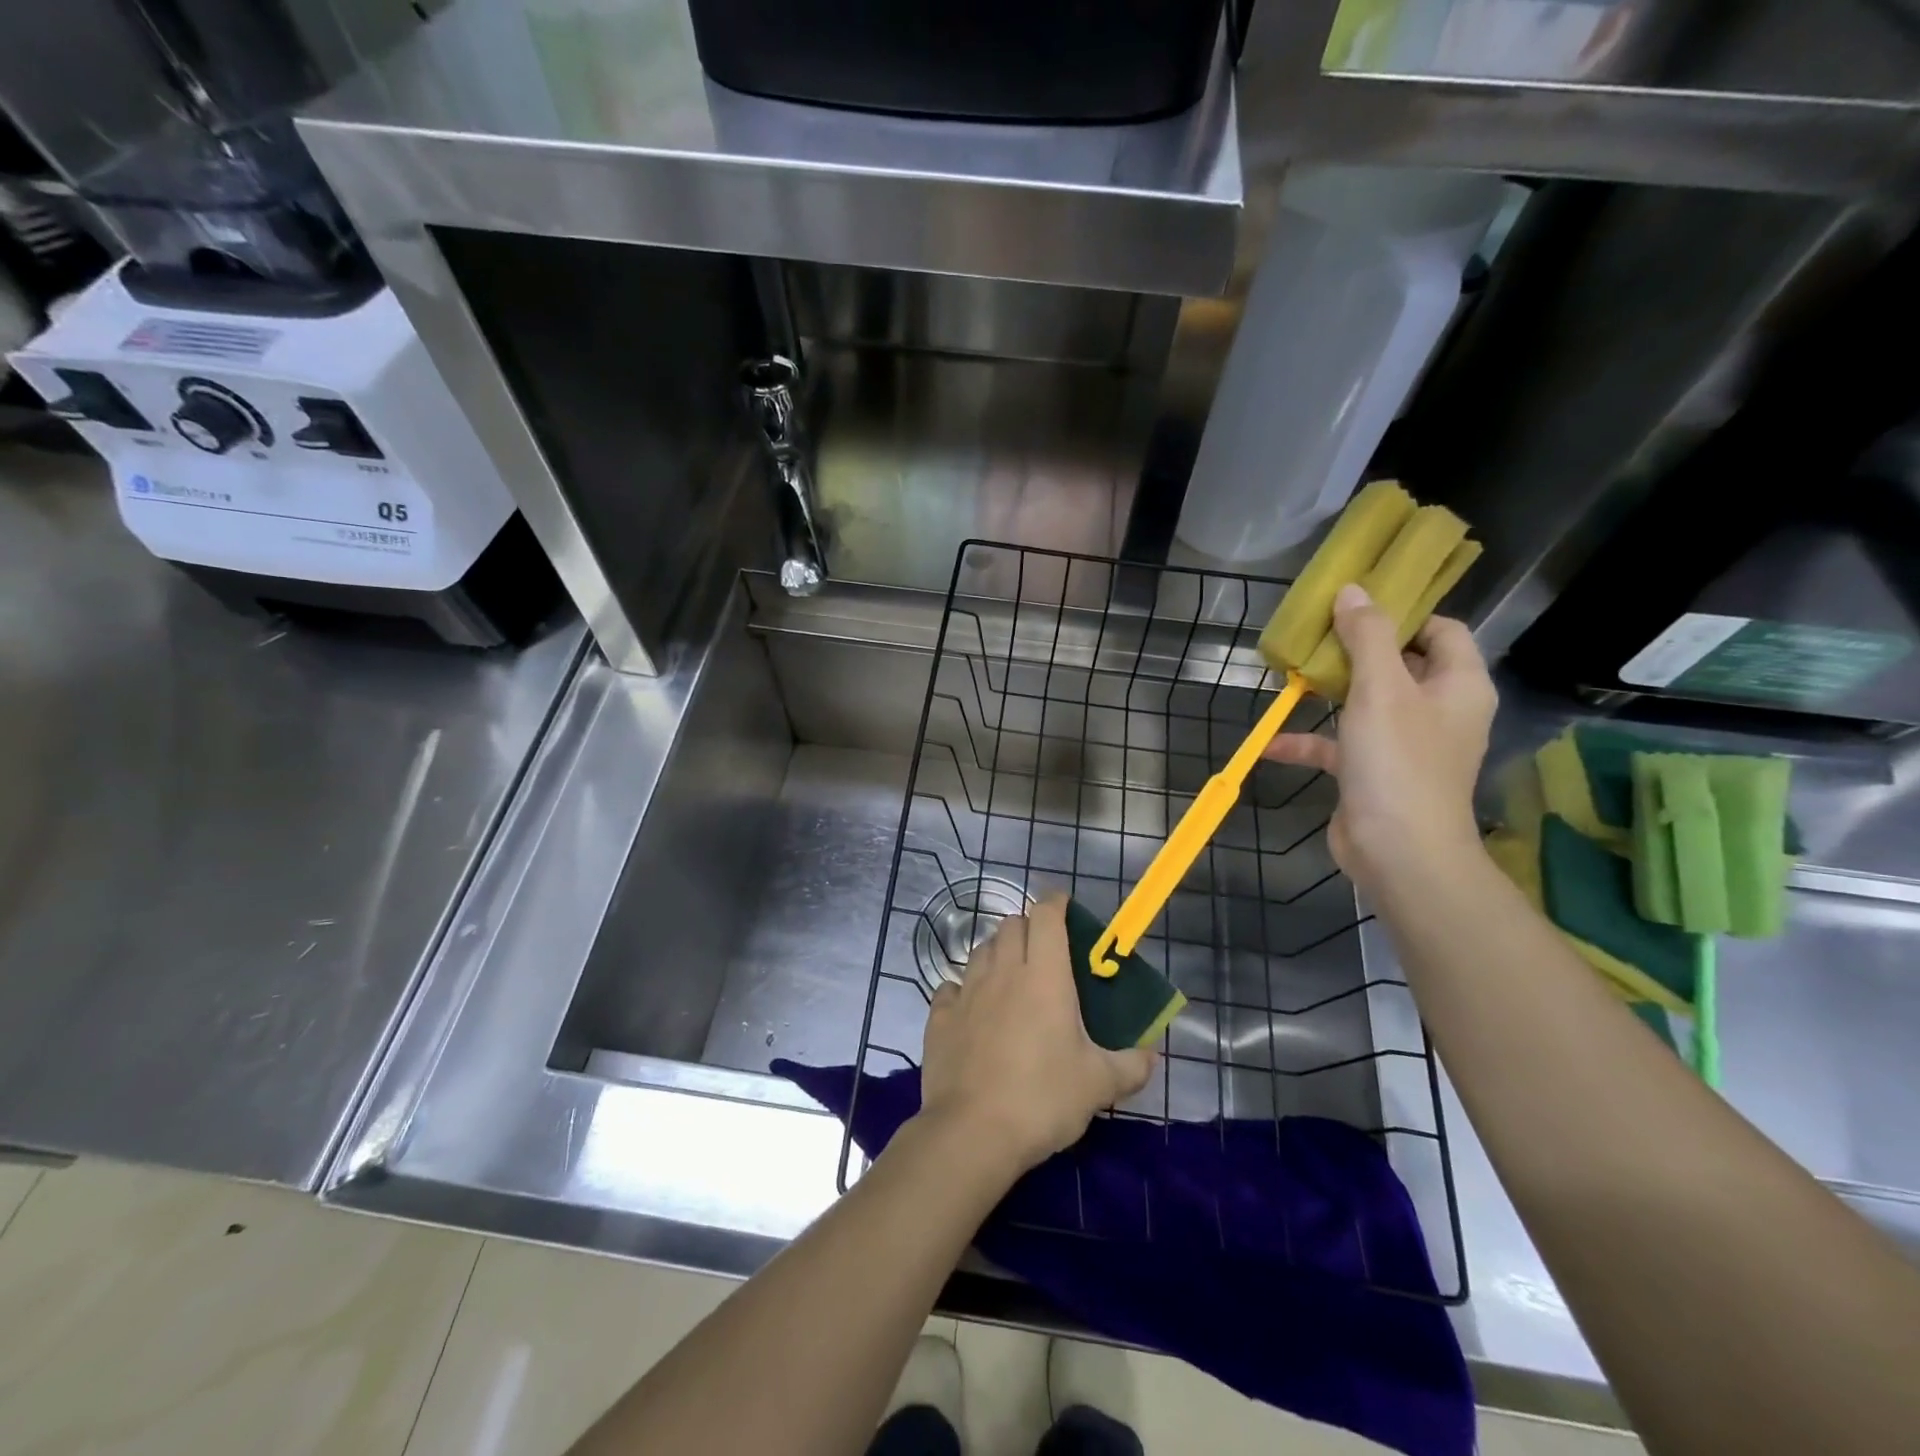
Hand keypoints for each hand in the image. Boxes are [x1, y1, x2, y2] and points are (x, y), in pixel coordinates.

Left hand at [917, 895, 1154, 1173]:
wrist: (973, 1132)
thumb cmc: (1043, 1098)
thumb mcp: (1099, 1085)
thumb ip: (1131, 1065)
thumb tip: (1151, 1054)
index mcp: (1044, 976)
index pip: (1046, 916)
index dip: (1056, 903)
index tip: (1065, 906)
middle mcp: (1003, 972)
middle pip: (1011, 925)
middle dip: (1029, 926)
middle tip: (1045, 950)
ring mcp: (967, 992)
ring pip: (982, 950)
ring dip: (998, 952)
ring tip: (1012, 976)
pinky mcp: (941, 1017)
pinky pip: (952, 987)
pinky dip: (964, 989)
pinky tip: (973, 1007)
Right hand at [1264, 584, 1495, 893]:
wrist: (1399, 853)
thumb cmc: (1399, 762)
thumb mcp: (1381, 689)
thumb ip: (1368, 636)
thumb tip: (1354, 590)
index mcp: (1458, 685)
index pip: (1442, 631)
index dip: (1404, 613)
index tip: (1357, 605)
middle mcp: (1437, 711)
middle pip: (1399, 665)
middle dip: (1355, 650)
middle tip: (1315, 634)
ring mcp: (1405, 745)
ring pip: (1365, 705)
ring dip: (1327, 694)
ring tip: (1289, 677)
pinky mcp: (1373, 774)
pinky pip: (1339, 747)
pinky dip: (1309, 743)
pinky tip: (1271, 744)